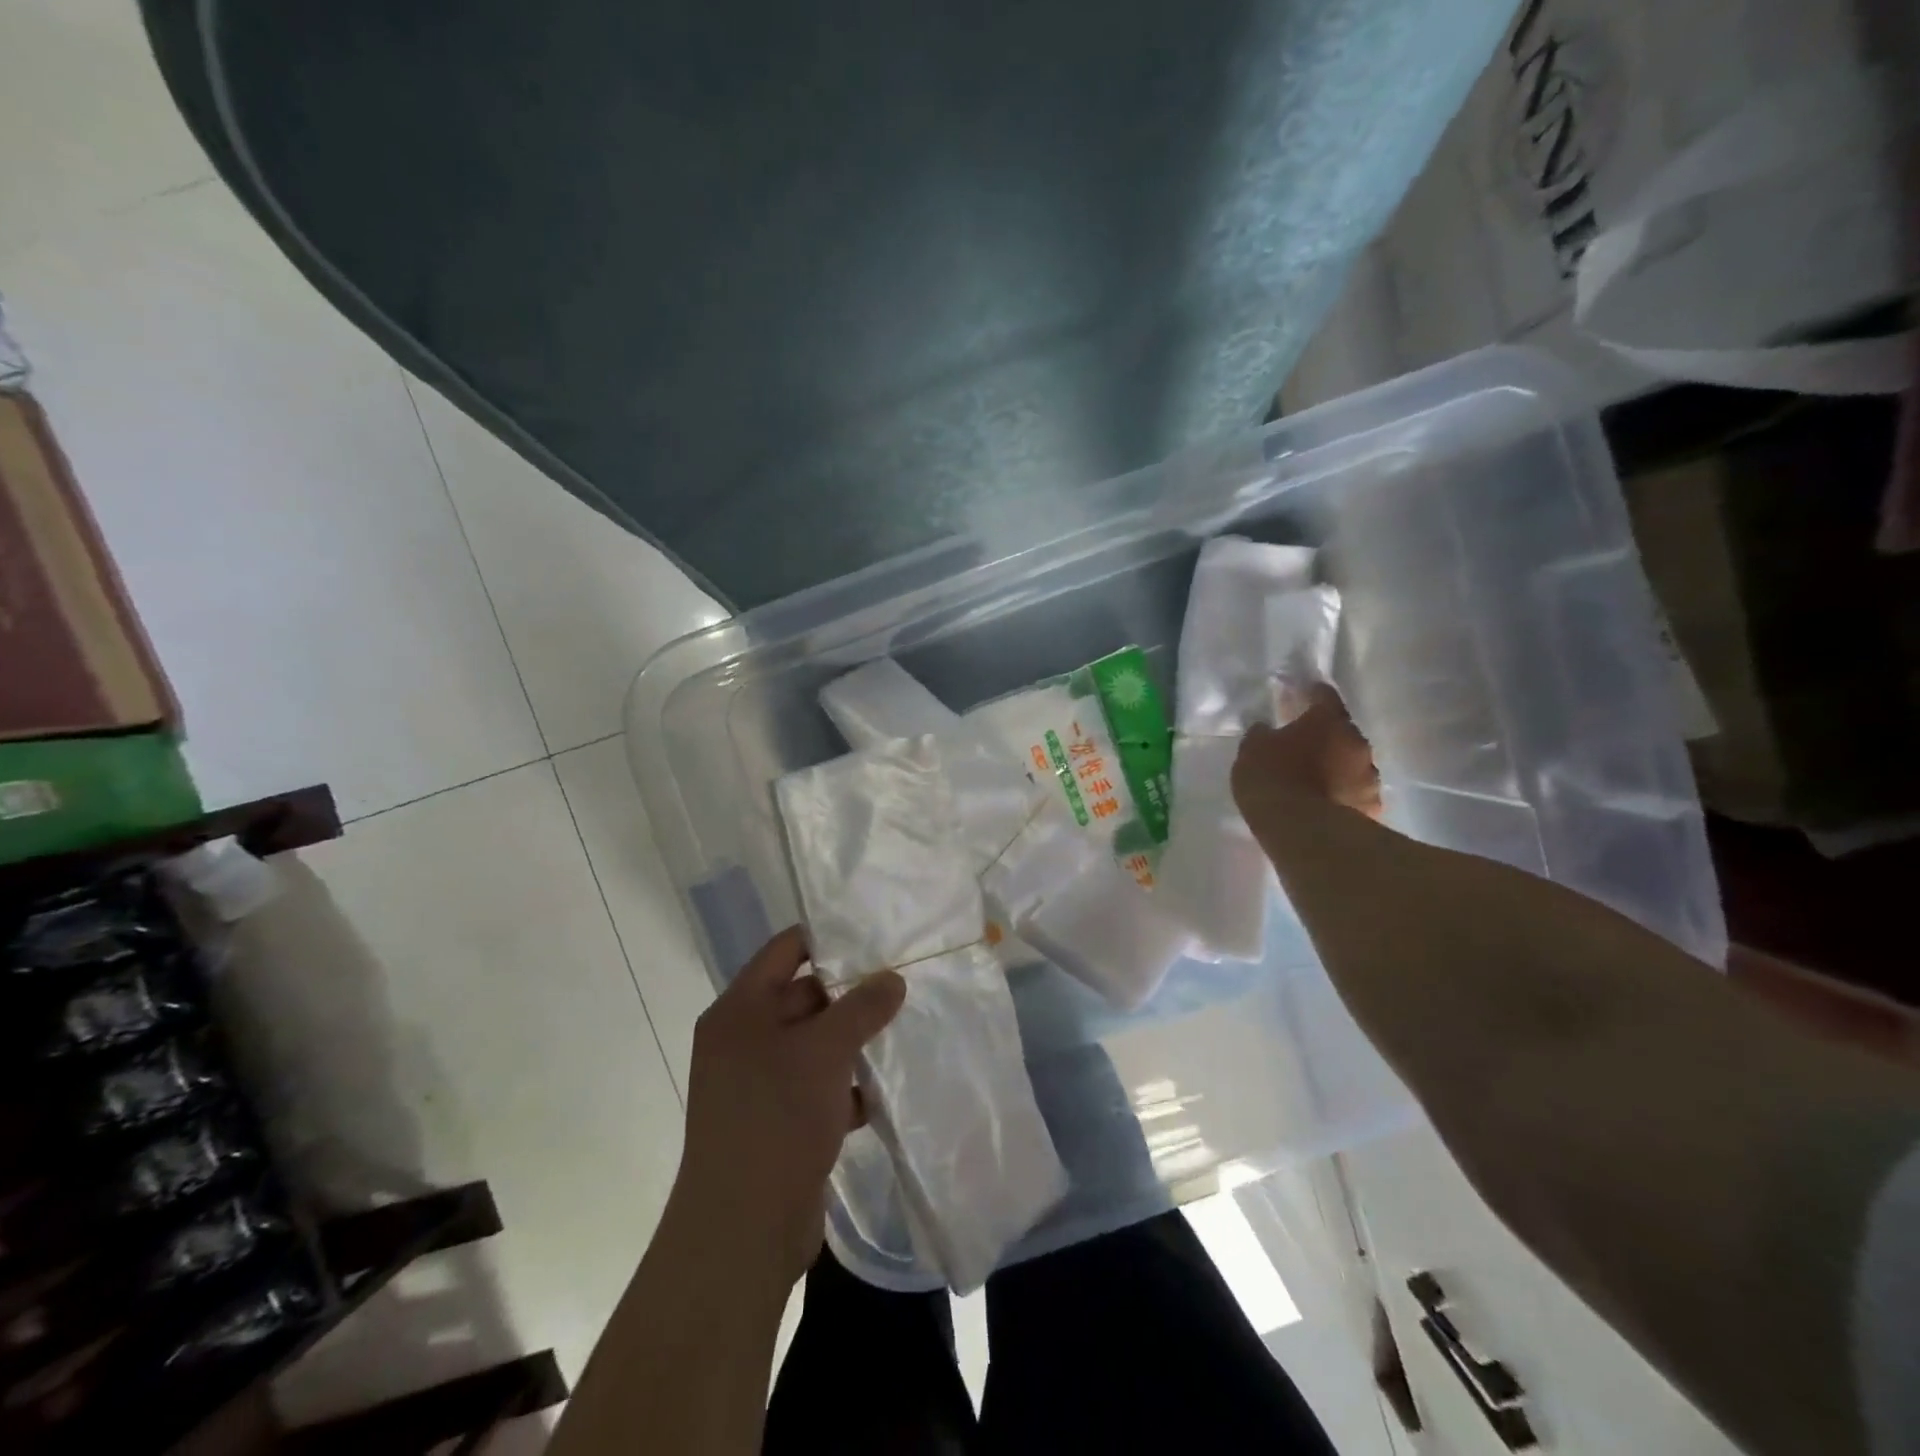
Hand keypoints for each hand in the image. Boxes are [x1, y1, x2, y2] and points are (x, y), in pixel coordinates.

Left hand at [673, 927, 905, 1286]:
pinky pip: (817, 1086)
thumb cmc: (777, 1118)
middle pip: (803, 996)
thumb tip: (893, 979)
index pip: (785, 950)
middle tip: (902, 984)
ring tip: (904, 1030)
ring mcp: (758, 1084)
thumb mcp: (825, 1050)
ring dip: (853, 1042)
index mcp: (740, 1010)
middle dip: (851, 994)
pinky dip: (847, 1086)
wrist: (742, 1232)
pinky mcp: (776, 1122)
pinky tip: (884, 1090)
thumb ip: (862, 1007)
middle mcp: (743, 1040)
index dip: (828, 937)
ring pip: (814, 1045)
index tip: (875, 935)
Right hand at [1232, 683, 1381, 820]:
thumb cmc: (1272, 778)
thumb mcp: (1251, 749)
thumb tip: (1267, 730)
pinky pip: (1357, 794)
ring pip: (1353, 764)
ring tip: (1317, 783)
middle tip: (1304, 749)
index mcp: (1327, 720)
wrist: (1301, 829)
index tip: (1302, 697)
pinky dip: (1345, 796)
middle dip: (1326, 738)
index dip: (1312, 695)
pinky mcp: (1373, 806)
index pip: (1324, 696)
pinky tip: (1328, 806)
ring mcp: (1369, 775)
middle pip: (1342, 732)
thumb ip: (1262, 734)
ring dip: (1339, 768)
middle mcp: (1356, 741)